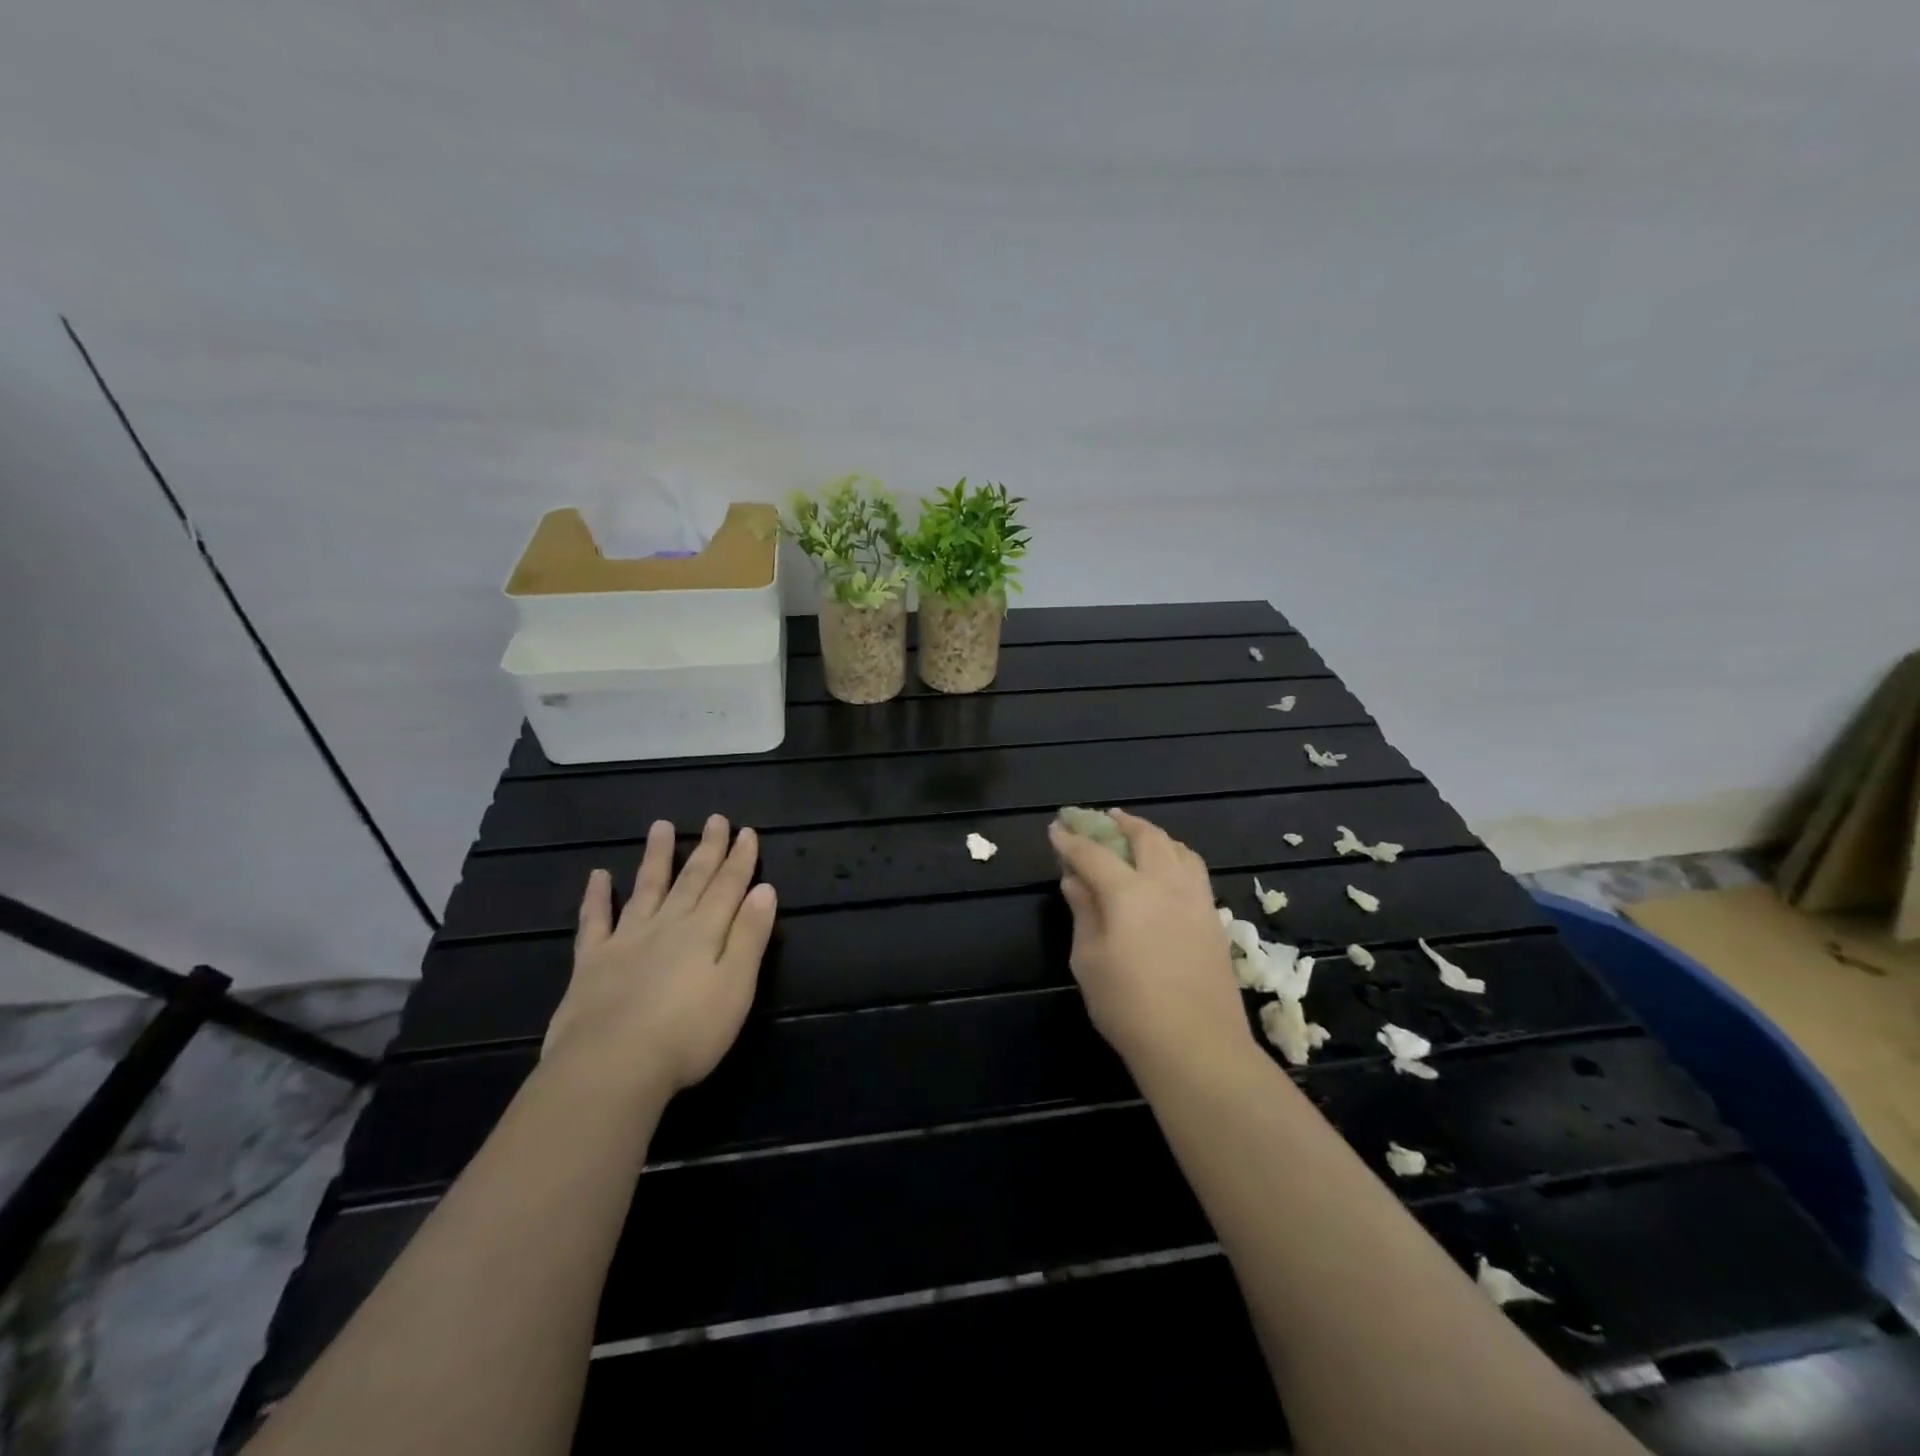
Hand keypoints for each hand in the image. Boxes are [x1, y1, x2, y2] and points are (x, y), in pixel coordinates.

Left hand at [544, 814, 777, 1096]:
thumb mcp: (736, 986)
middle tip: (716, 819)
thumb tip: (765, 889)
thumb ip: (750, 936)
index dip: (740, 859)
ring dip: (656, 857)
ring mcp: (626, 941)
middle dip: (707, 849)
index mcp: (704, 932)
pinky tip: (599, 876)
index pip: (728, 887)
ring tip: (661, 827)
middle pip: (691, 880)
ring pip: (646, 888)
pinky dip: (597, 897)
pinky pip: (595, 921)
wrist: (611, 1067)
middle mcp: (667, 925)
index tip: (747, 831)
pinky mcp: (591, 963)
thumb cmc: (687, 1033)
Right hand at [1048, 809, 1248, 1075]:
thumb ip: (1083, 912)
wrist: (1196, 1045)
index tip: (1056, 829)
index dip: (1071, 840)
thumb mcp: (1089, 960)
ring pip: (1178, 849)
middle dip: (1121, 823)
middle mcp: (1166, 884)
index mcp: (1128, 892)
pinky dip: (1176, 857)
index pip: (1093, 854)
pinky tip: (1167, 871)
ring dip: (1154, 835)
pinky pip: (1194, 871)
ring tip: (1139, 837)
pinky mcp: (1214, 919)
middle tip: (1103, 819)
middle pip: (1145, 837)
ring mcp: (1196, 899)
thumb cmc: (1128, 1005)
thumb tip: (1075, 880)